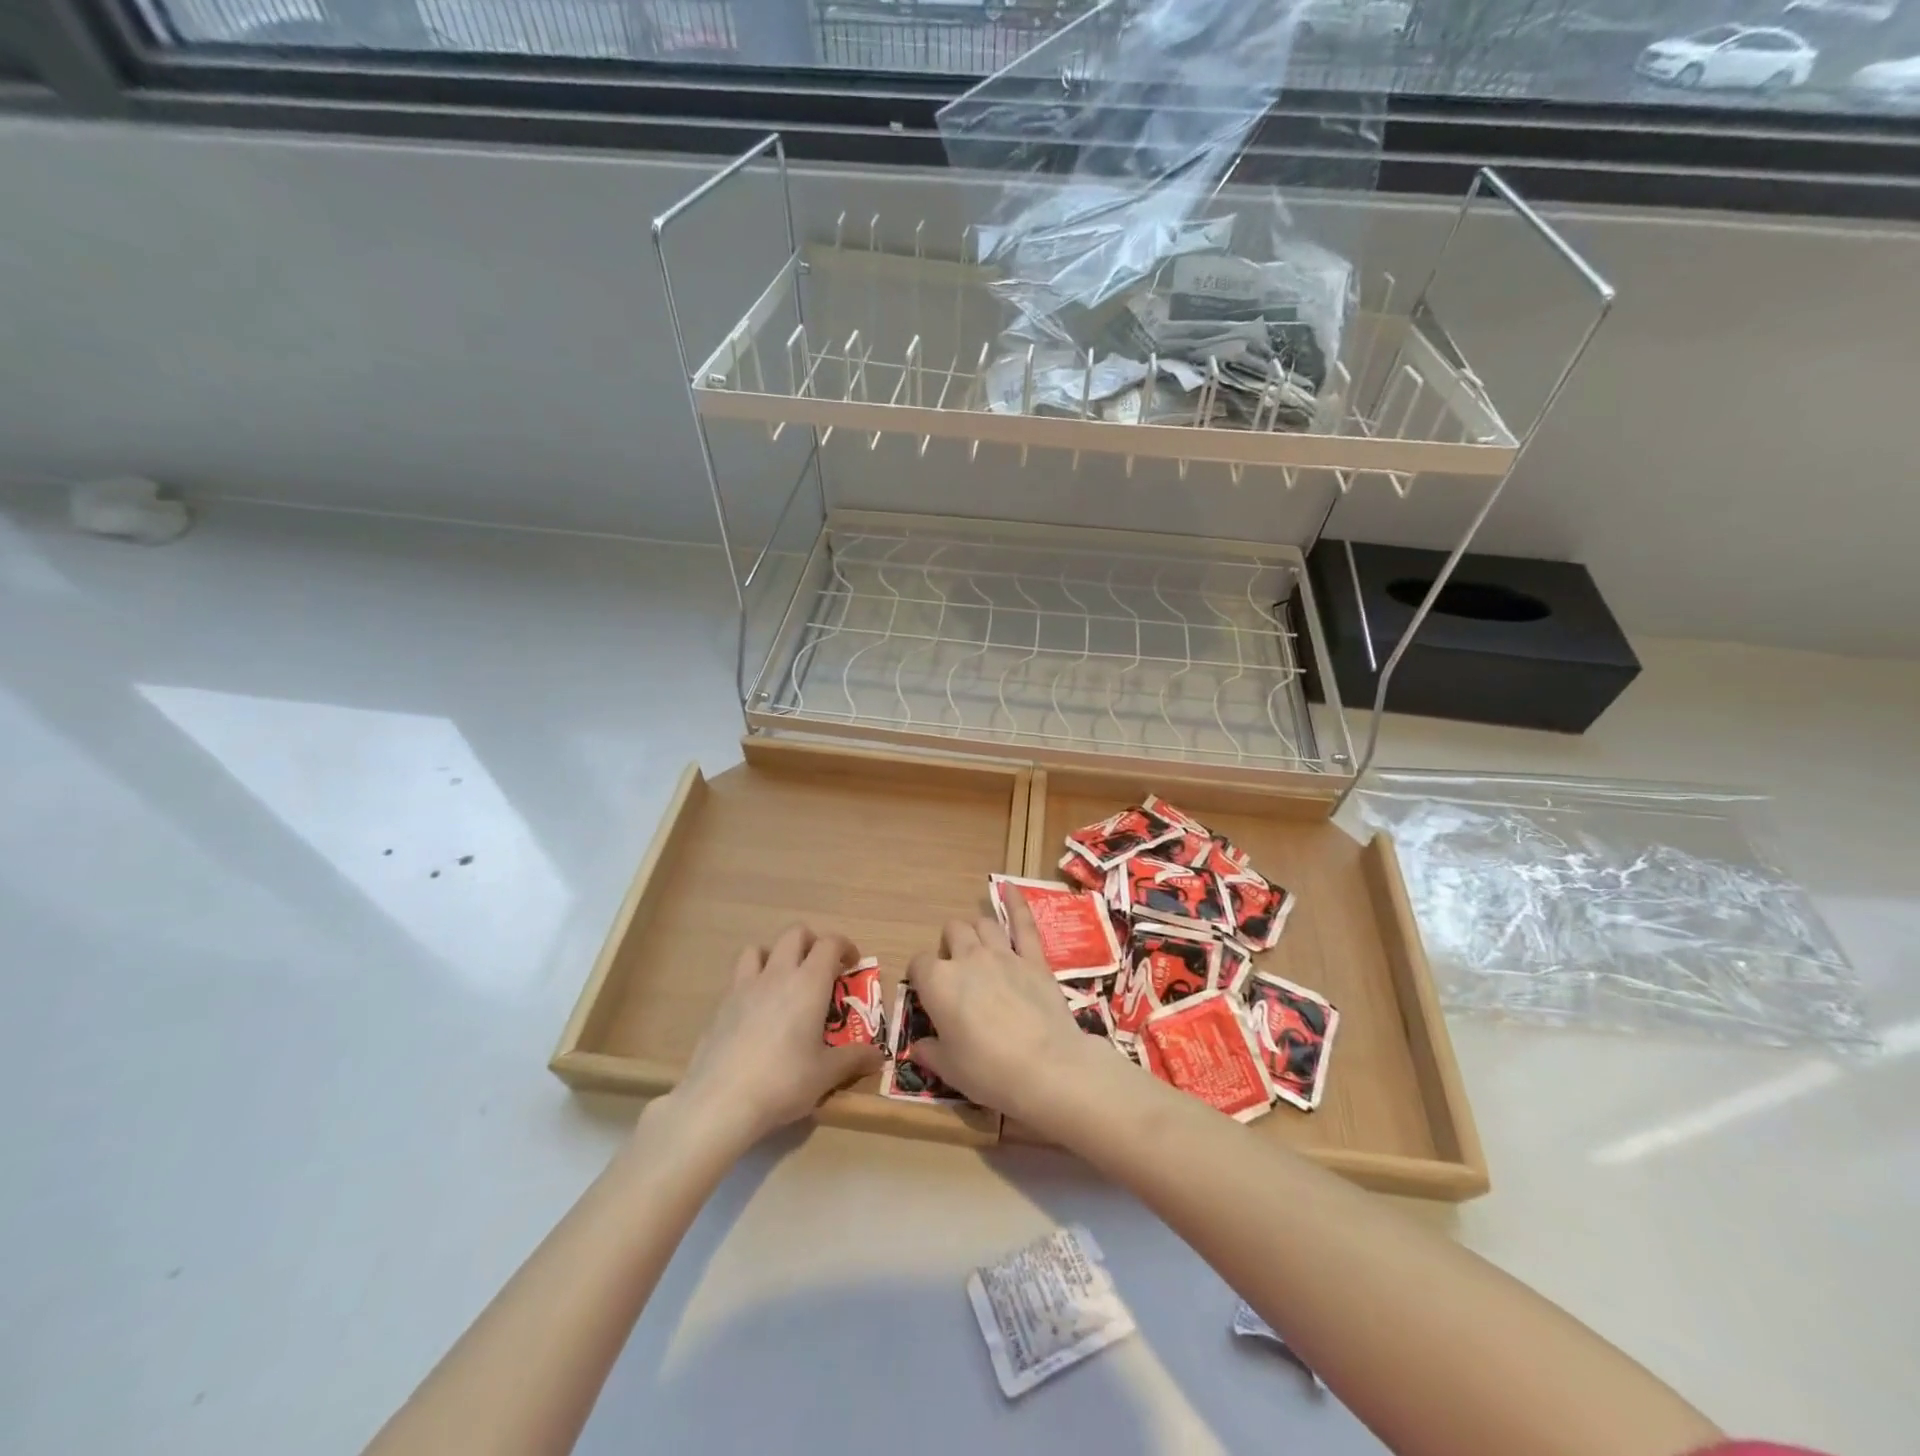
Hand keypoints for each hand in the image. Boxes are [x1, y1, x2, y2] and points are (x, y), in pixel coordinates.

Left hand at [670, 924, 883, 1150]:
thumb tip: (879, 1056)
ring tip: (783, 980)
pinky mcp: (721, 1006)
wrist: (720, 1101)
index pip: (829, 943)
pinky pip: (737, 977)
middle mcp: (777, 974)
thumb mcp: (826, 1075)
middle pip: (794, 934)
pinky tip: (755, 1010)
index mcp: (809, 983)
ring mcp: (744, 987)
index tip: (852, 964)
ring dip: (774, 955)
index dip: (844, 946)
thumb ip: (854, 1059)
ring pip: (758, 948)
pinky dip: (751, 981)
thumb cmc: (783, 1082)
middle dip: (811, 942)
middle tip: (820, 967)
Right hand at [905, 893, 1102, 1124]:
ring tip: (978, 947)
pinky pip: (1023, 923)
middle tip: (957, 972)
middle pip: (952, 932)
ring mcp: (1003, 954)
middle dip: (950, 945)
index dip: (922, 977)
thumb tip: (919, 1046)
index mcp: (939, 983)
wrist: (1047, 1069)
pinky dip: (1016, 902)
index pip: (919, 964)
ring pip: (983, 923)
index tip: (928, 995)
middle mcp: (968, 958)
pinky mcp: (1034, 959)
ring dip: (977, 931)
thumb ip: (930, 1052)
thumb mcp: (950, 1070)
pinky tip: (1009, 886)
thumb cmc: (990, 1072)